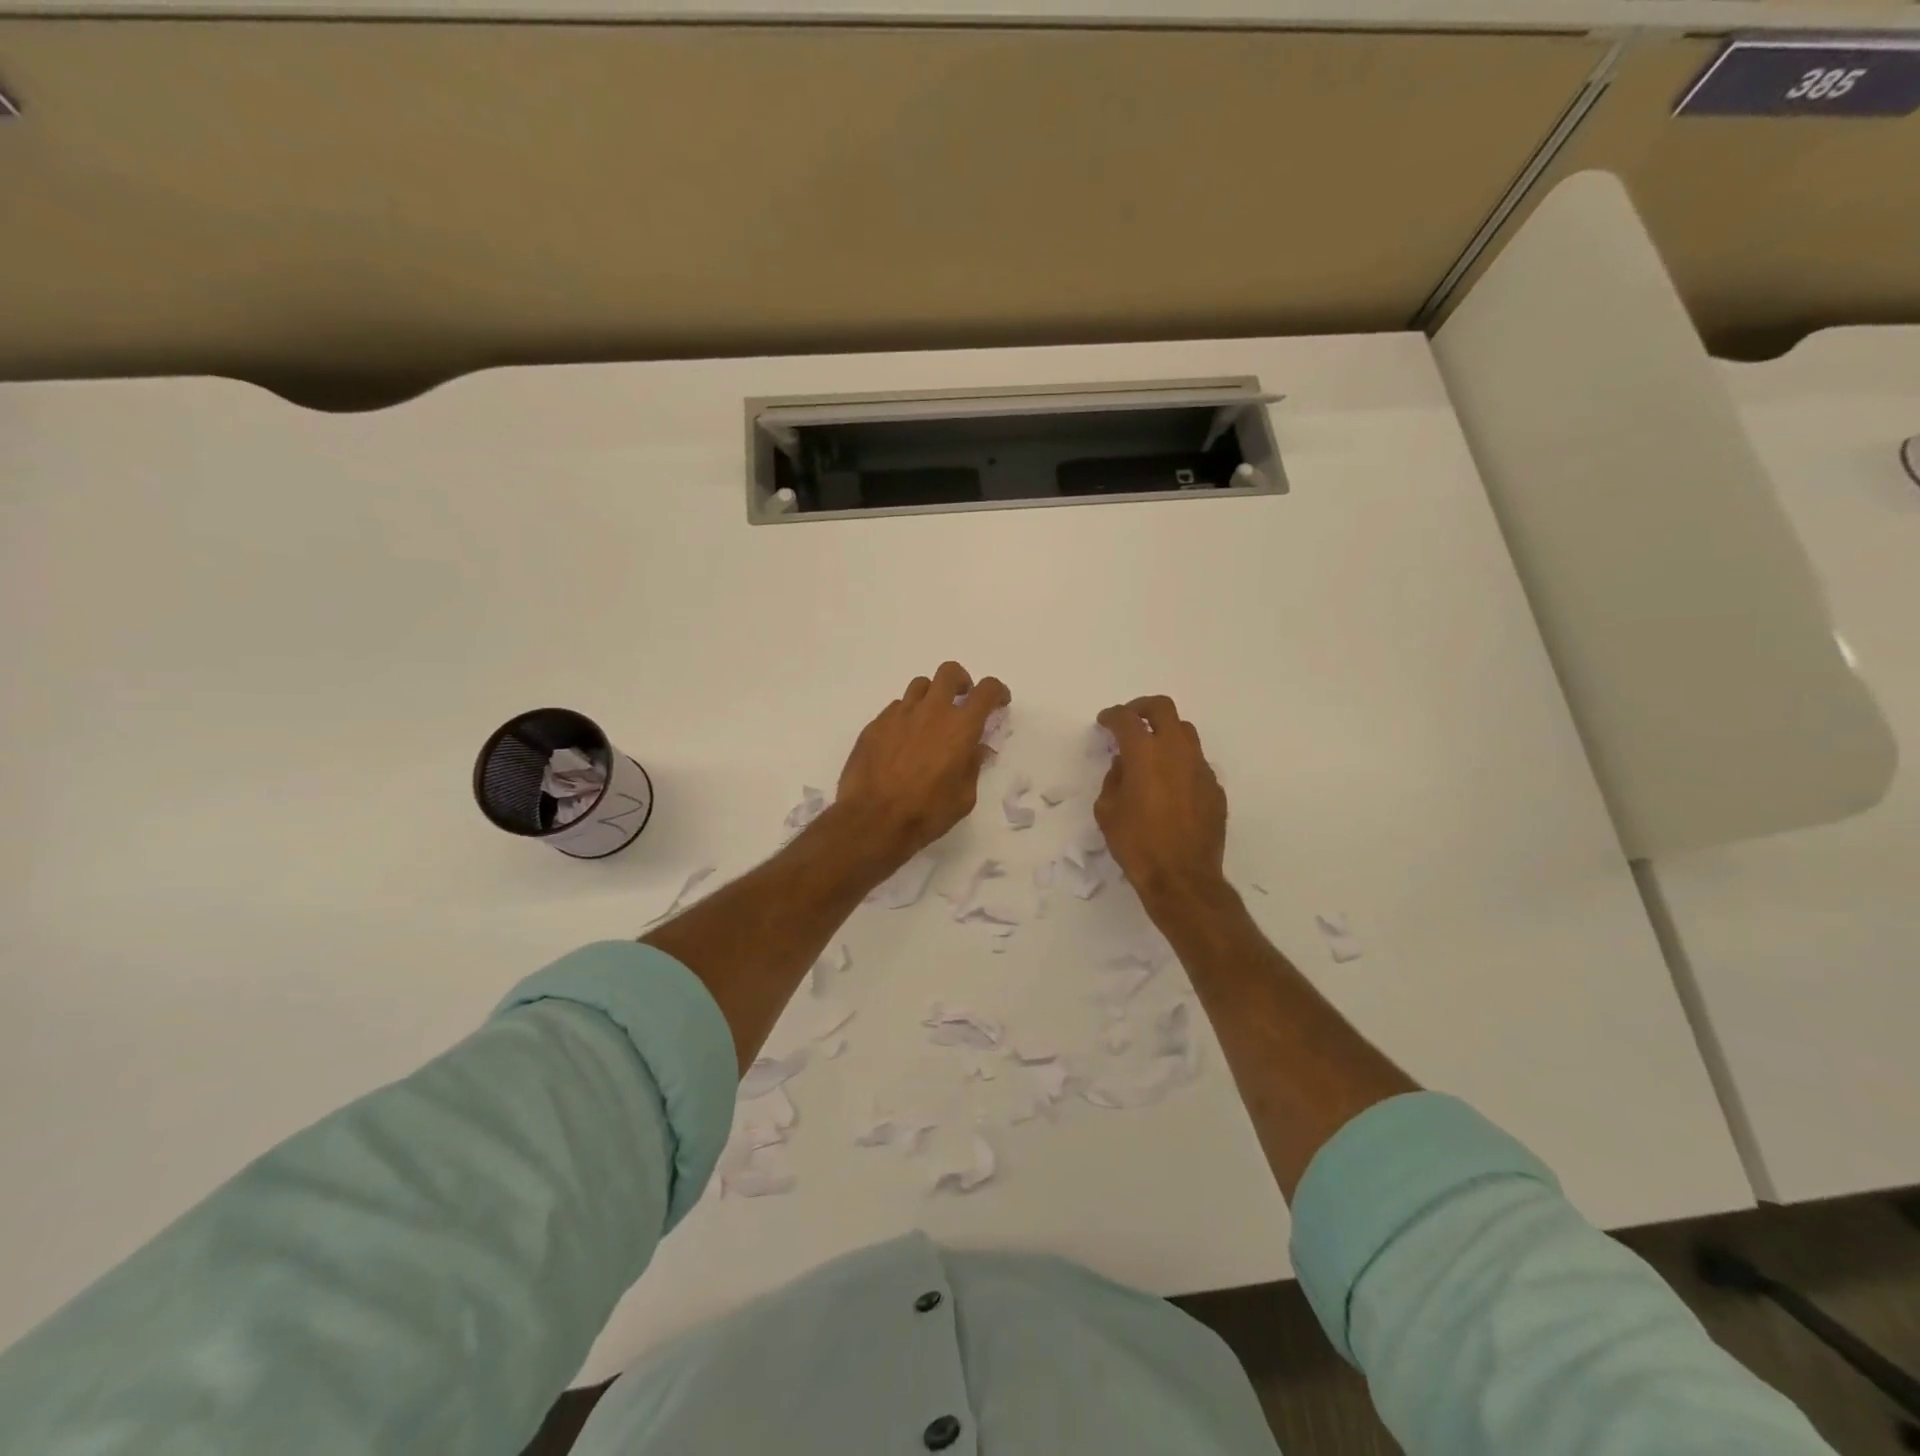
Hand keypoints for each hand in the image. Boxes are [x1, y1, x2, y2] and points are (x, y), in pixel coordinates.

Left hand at [834, 661, 1011, 868]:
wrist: (873, 819)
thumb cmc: (926, 812)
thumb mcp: (963, 797)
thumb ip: (972, 766)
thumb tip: (976, 748)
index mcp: (960, 727)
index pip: (986, 691)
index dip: (997, 692)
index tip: (999, 703)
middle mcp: (931, 711)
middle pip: (949, 673)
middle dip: (961, 682)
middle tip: (962, 701)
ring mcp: (900, 714)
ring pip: (920, 686)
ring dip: (932, 697)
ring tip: (930, 721)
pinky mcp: (876, 724)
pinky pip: (897, 708)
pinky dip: (907, 716)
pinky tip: (903, 741)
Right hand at [1094, 695, 1229, 907]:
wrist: (1182, 877)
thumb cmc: (1136, 843)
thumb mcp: (1107, 810)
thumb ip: (1114, 779)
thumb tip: (1125, 766)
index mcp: (1145, 753)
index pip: (1126, 719)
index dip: (1112, 716)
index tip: (1104, 721)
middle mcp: (1176, 751)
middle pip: (1163, 708)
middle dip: (1142, 708)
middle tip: (1130, 720)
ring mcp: (1201, 768)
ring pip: (1185, 732)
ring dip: (1165, 732)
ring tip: (1152, 751)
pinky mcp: (1215, 788)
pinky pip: (1196, 763)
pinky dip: (1180, 762)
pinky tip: (1170, 784)